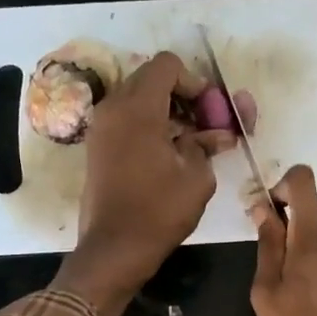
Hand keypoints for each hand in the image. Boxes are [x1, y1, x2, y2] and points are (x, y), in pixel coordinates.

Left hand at [53, 52, 230, 315]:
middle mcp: (113, 108)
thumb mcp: (197, 177)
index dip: (195, 82)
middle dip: (182, 96)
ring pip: (138, 99)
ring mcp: (101, 127)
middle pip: (151, 79)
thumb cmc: (159, 211)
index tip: (210, 112)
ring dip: (166, 111)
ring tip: (191, 142)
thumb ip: (207, 144)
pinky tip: (170, 153)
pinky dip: (149, 125)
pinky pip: (126, 120)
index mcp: (138, 108)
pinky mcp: (98, 147)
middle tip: (205, 124)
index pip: (167, 66)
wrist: (114, 249)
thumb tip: (218, 134)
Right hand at [252, 166, 316, 315]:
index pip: (303, 182)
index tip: (267, 212)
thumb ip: (267, 246)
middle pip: (306, 222)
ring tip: (288, 306)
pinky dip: (313, 279)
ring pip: (315, 249)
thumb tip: (264, 208)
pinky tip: (308, 313)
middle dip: (284, 241)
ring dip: (298, 265)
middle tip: (269, 282)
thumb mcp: (266, 294)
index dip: (282, 185)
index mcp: (314, 240)